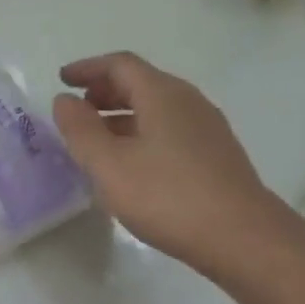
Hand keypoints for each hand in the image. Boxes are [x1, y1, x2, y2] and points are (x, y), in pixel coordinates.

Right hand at [51, 52, 274, 267]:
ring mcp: (206, 128)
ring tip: (96, 139)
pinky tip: (130, 163)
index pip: (120, 64)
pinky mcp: (215, 154)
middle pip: (140, 82)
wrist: (243, 239)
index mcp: (162, 94)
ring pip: (156, 107)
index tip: (61, 80)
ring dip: (121, 114)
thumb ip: (80, 129)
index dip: (87, 68)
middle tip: (76, 110)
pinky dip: (141, 132)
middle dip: (103, 90)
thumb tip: (65, 100)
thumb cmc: (167, 196)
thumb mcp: (108, 164)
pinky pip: (169, 129)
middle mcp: (188, 101)